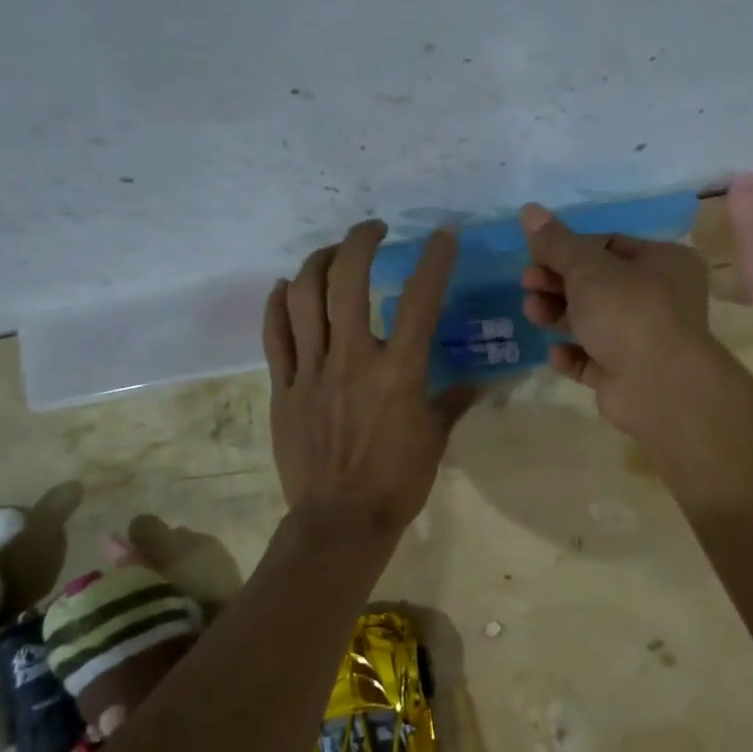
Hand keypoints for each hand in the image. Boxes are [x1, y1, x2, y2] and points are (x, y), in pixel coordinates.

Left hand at [262, 220, 473, 538]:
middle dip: (360, 241)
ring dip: (317, 262)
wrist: (340, 521)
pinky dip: (277, 303)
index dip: (434, 260)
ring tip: (331, 253)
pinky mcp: (284, 387)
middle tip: (373, 230)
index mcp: (399, 371)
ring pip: (304, 297)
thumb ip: (453, 402)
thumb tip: (477, 384)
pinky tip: (285, 286)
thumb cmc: (397, 482)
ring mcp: (312, 371)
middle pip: (348, 280)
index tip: (443, 235)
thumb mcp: (435, 439)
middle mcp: (353, 359)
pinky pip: (275, 334)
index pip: (420, 300)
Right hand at [518, 203, 712, 431]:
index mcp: (663, 262)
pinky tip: (555, 353)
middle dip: (558, 283)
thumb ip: (556, 243)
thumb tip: (529, 210)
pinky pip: (593, 359)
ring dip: (559, 315)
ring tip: (531, 312)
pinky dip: (573, 354)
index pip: (610, 245)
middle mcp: (659, 298)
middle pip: (598, 284)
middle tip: (526, 283)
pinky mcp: (627, 375)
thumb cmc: (629, 312)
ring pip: (593, 321)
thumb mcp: (588, 269)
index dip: (570, 249)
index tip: (536, 255)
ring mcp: (644, 339)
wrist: (659, 386)